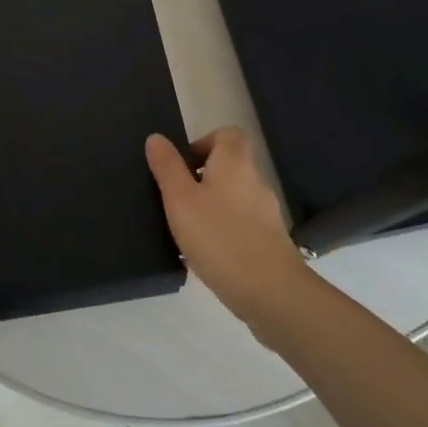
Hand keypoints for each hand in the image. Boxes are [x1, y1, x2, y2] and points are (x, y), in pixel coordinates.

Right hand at [146, 128, 308, 328]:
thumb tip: (156, 138)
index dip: (205, 142)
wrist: (271, 293)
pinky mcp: (271, 242)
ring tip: (187, 231)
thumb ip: (167, 167)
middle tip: (178, 199)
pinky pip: (242, 225)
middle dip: (203, 177)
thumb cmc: (219, 237)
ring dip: (212, 206)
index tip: (183, 165)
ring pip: (234, 197)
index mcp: (234, 163)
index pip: (228, 134)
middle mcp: (255, 181)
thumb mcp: (180, 200)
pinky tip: (207, 255)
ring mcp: (266, 213)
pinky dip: (224, 231)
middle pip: (230, 166)